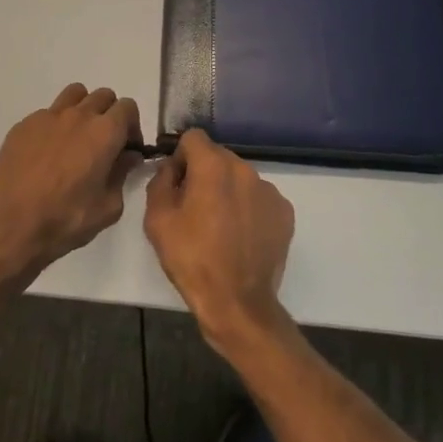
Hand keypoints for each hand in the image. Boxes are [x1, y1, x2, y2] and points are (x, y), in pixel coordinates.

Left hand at [0, 84, 141, 282]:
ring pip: (74, 95)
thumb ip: (122, 174)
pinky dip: (54, 125)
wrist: (10, 226)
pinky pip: (47, 114)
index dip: (132, 126)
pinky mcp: (23, 125)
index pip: (128, 107)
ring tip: (76, 137)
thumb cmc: (65, 219)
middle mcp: (78, 115)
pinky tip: (46, 153)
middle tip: (104, 143)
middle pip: (103, 96)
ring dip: (83, 109)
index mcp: (104, 132)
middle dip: (110, 115)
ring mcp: (47, 117)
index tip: (127, 148)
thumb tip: (128, 156)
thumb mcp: (108, 207)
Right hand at [144, 129, 294, 351]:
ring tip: (220, 227)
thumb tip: (171, 168)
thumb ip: (160, 181)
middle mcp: (245, 169)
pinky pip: (260, 198)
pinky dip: (249, 209)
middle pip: (218, 157)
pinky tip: (241, 237)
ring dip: (228, 191)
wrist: (238, 303)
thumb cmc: (192, 259)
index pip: (194, 138)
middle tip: (194, 208)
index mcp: (213, 166)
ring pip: (240, 178)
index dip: (181, 157)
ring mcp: (269, 190)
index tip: (177, 183)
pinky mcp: (285, 212)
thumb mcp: (157, 220)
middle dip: (204, 174)